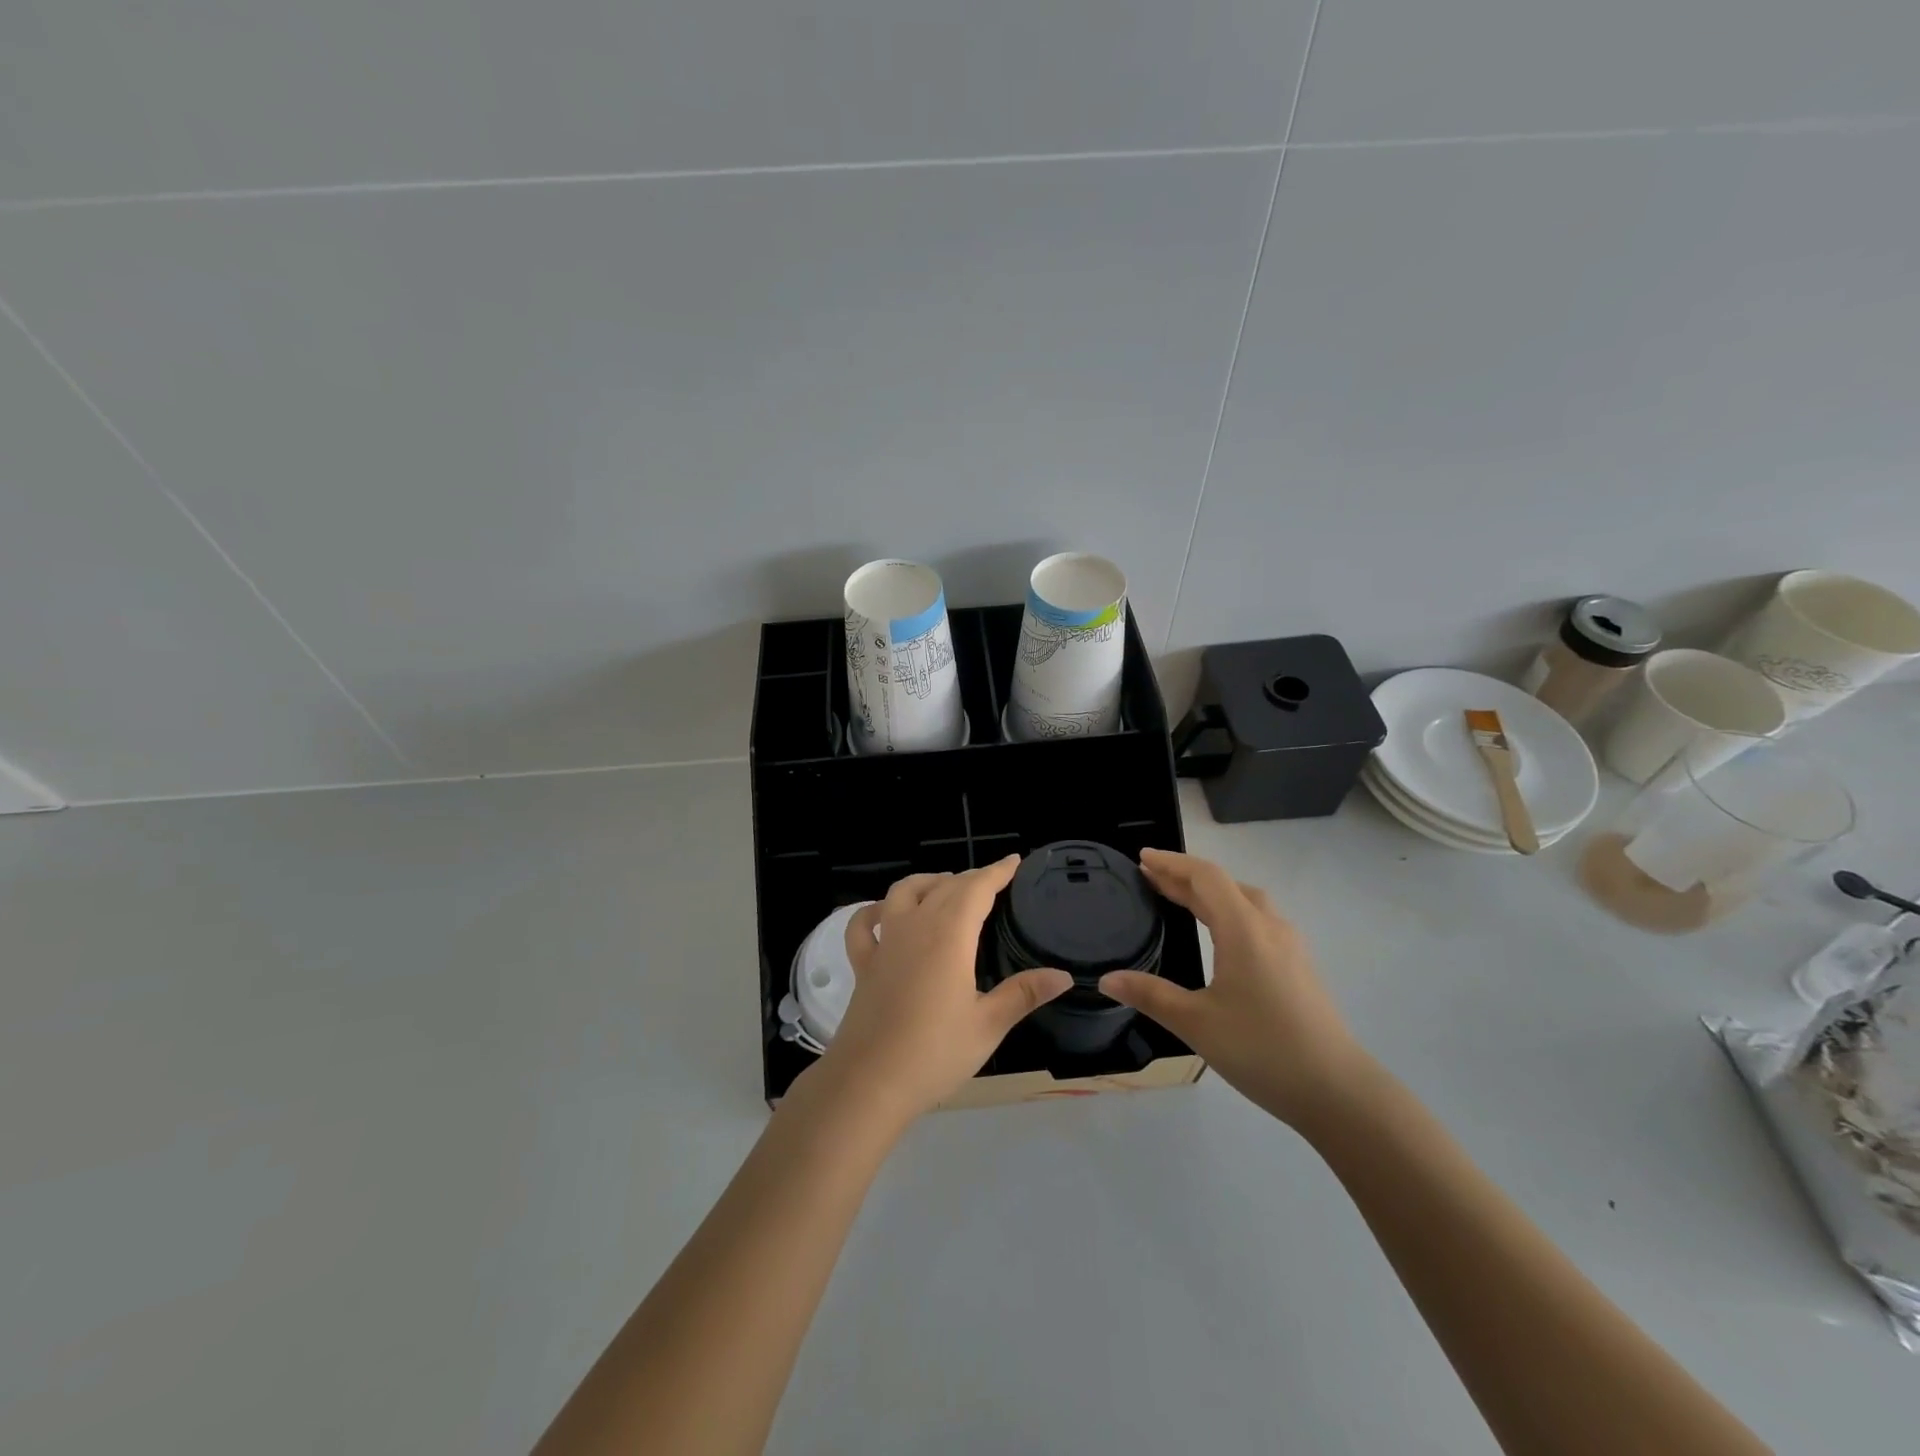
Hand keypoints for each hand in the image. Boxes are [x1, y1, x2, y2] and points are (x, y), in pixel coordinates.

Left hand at [810, 856, 1072, 1124]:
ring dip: (928, 882)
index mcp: (949, 935)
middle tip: (993, 882)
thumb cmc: (934, 1053)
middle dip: (970, 878)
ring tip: (947, 889)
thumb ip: (1023, 994)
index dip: (996, 872)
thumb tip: (1063, 976)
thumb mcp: (988, 1025)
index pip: (976, 888)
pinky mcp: (864, 964)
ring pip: (904, 892)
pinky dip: (875, 911)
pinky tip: (886, 915)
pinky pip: (864, 924)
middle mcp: (915, 926)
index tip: (1014, 861)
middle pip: (944, 886)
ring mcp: (885, 943)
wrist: (869, 1082)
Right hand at [1100, 849, 1373, 1128]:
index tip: (1142, 858)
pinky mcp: (1299, 966)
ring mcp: (1289, 946)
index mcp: (1243, 929)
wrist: (1338, 1091)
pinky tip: (1220, 935)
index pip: (1205, 877)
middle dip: (1185, 877)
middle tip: (1150, 878)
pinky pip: (1258, 920)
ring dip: (1210, 893)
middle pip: (1224, 884)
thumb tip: (1107, 979)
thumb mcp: (1196, 1023)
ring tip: (1180, 899)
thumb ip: (1150, 995)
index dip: (1172, 863)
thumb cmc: (1262, 1050)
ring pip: (1245, 901)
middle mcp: (1269, 927)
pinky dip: (1229, 911)